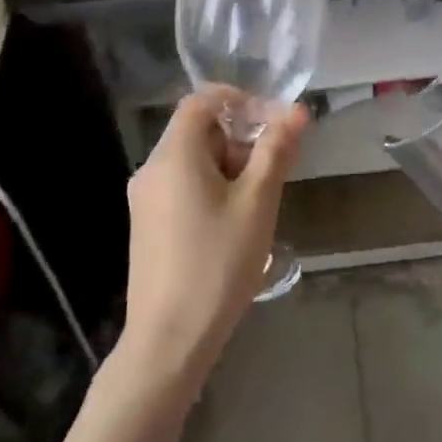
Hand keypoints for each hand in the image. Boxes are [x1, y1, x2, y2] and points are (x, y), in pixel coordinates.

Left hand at [121, 89, 306, 384]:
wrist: (168, 340)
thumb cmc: (217, 263)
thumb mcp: (257, 203)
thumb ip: (275, 151)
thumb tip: (296, 111)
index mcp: (174, 155)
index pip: (201, 101)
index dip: (239, 101)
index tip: (273, 122)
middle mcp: (152, 169)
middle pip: (198, 131)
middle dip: (240, 139)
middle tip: (276, 168)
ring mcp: (145, 199)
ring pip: (192, 162)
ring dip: (230, 166)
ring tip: (261, 201)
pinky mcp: (147, 225)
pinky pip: (182, 187)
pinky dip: (212, 188)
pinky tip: (236, 223)